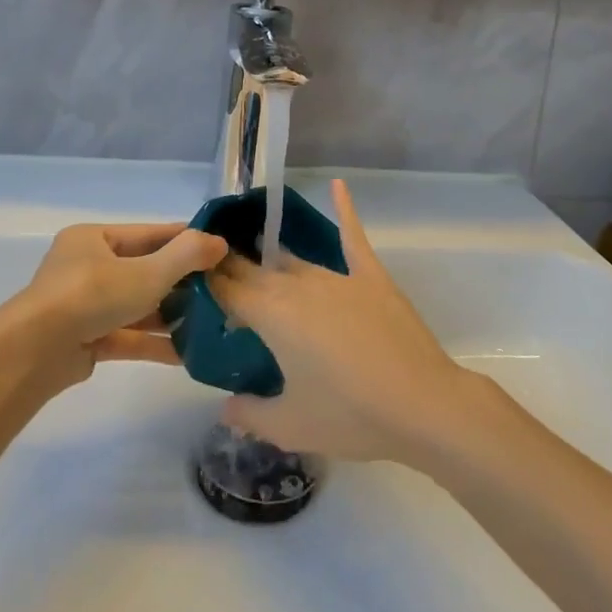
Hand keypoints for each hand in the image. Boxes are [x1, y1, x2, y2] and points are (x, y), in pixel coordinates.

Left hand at [5, 222, 227, 388]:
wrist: (35, 352)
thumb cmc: (91, 296)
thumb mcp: (146, 272)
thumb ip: (185, 256)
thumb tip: (219, 242)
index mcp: (94, 239)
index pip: (148, 235)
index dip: (184, 240)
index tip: (219, 249)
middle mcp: (87, 268)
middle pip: (143, 270)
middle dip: (181, 282)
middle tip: (220, 289)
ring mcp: (85, 306)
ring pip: (136, 306)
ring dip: (169, 315)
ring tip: (209, 323)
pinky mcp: (87, 339)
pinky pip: (127, 336)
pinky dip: (153, 343)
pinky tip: (187, 354)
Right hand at [206, 179, 472, 461]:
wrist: (424, 406)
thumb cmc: (352, 416)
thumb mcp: (291, 426)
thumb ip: (249, 414)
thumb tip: (225, 407)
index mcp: (271, 315)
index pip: (226, 289)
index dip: (204, 281)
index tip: (187, 277)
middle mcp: (297, 286)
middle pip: (254, 271)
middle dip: (230, 269)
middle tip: (212, 271)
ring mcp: (336, 277)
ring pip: (292, 262)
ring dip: (270, 261)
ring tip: (252, 253)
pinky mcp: (371, 277)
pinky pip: (352, 237)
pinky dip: (344, 210)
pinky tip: (336, 185)